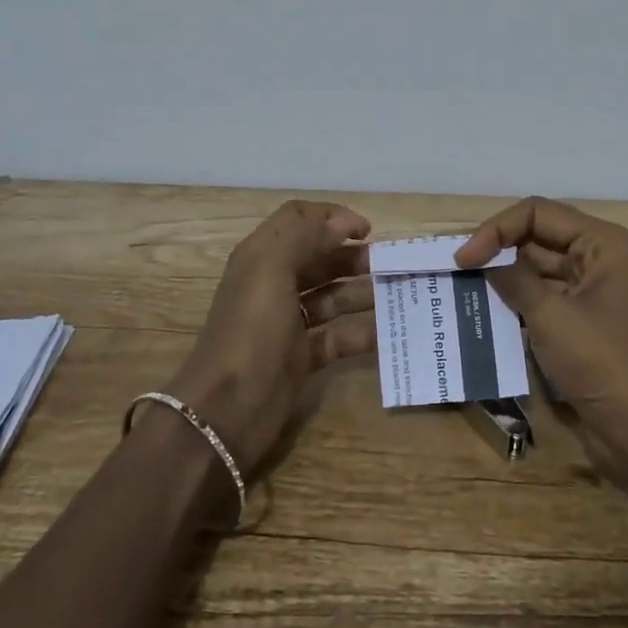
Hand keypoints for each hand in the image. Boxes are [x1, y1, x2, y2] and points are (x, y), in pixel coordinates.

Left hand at [164, 200, 377, 471]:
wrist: (227, 409)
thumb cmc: (250, 330)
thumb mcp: (271, 270)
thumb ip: (305, 236)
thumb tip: (343, 223)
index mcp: (262, 256)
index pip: (298, 219)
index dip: (332, 217)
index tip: (368, 231)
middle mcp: (275, 284)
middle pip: (319, 257)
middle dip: (354, 256)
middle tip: (392, 264)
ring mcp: (289, 322)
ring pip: (333, 297)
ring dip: (364, 292)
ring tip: (401, 293)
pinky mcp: (302, 357)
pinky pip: (339, 336)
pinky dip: (363, 332)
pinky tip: (392, 330)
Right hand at [457, 197, 627, 471]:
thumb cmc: (603, 363)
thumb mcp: (551, 316)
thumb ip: (512, 278)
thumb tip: (480, 258)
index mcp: (603, 243)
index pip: (537, 213)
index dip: (496, 229)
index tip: (463, 259)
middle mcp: (600, 259)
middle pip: (538, 236)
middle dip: (497, 249)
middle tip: (455, 270)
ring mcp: (592, 292)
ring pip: (537, 269)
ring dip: (503, 277)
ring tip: (462, 288)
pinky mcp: (583, 323)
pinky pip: (543, 298)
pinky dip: (515, 301)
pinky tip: (484, 312)